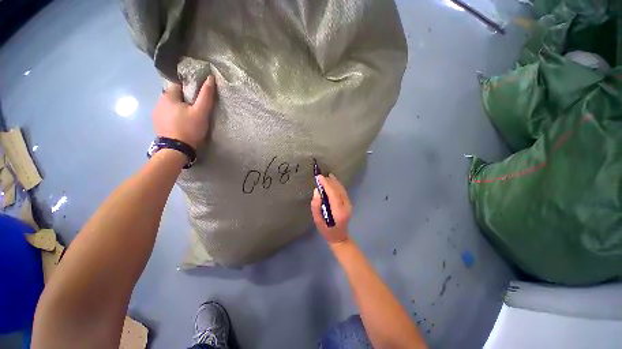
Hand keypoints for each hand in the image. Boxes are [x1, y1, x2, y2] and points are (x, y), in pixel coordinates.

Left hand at [152, 75, 215, 148]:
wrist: (176, 149)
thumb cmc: (189, 128)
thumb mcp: (201, 112)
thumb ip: (206, 95)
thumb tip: (210, 77)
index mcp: (168, 96)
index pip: (178, 84)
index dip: (189, 89)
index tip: (198, 97)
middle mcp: (158, 101)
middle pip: (174, 95)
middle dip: (184, 99)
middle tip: (196, 109)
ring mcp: (155, 113)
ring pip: (169, 105)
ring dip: (178, 107)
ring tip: (189, 117)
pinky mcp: (157, 123)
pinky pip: (166, 114)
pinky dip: (173, 115)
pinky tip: (180, 123)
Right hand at [311, 174, 351, 243]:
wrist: (340, 237)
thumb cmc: (327, 231)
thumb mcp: (318, 221)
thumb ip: (316, 207)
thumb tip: (317, 192)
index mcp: (338, 212)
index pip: (333, 194)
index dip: (326, 184)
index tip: (319, 177)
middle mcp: (346, 206)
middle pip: (338, 190)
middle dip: (329, 181)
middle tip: (321, 176)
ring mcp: (349, 205)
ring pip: (342, 189)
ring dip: (334, 182)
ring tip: (327, 176)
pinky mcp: (349, 203)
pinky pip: (343, 191)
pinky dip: (337, 185)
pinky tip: (333, 181)